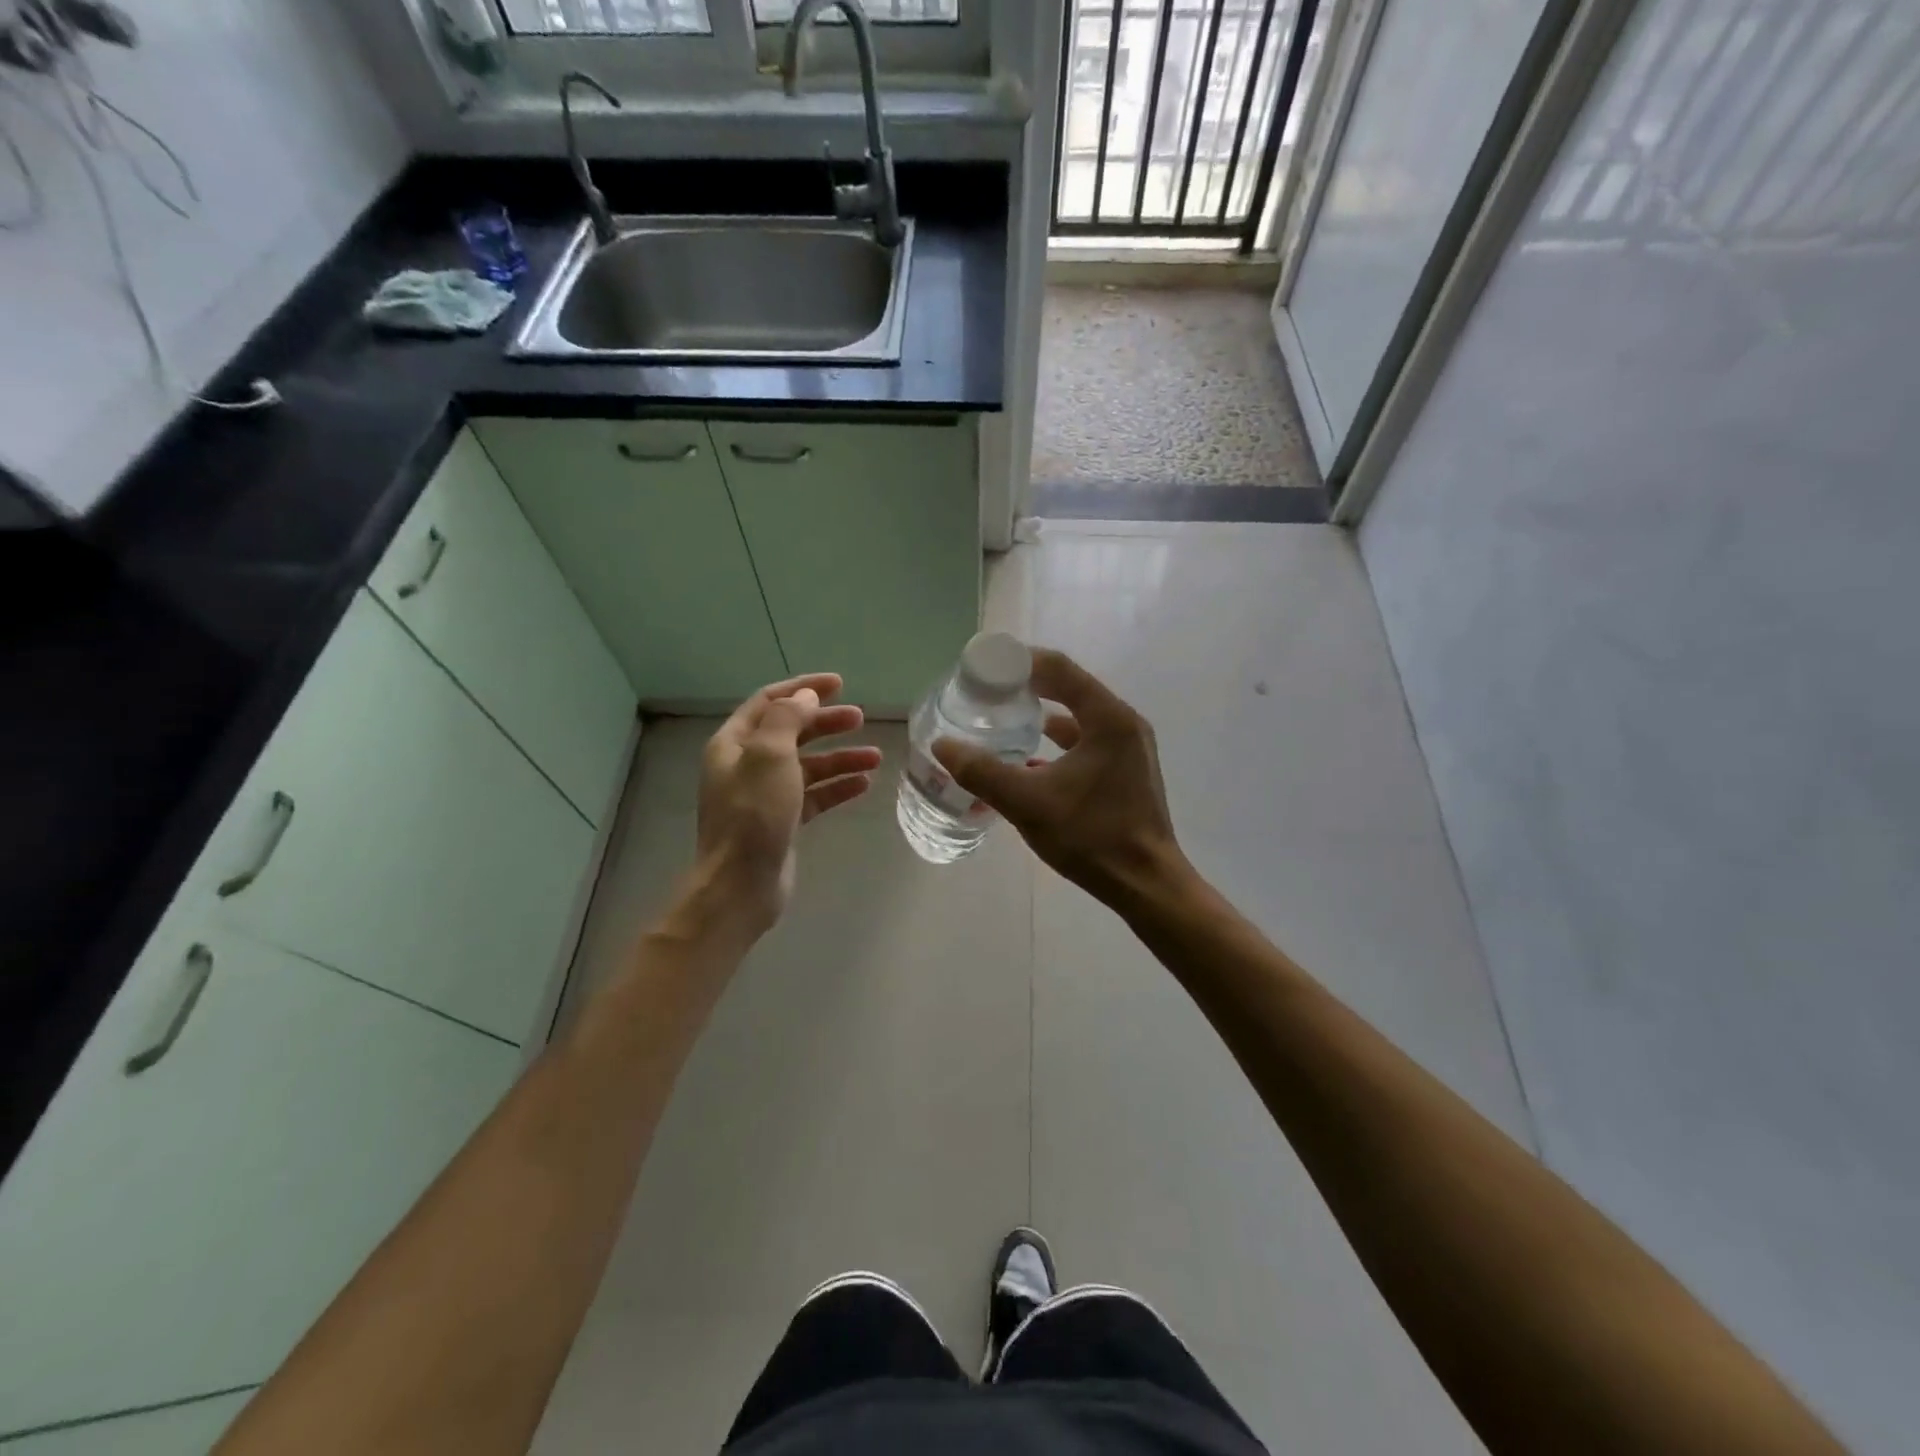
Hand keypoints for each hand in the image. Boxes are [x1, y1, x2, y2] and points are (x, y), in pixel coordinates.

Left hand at [687, 673, 881, 938]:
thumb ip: (788, 719)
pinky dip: (837, 788)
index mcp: (734, 743)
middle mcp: (746, 764)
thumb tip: (805, 697)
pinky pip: (814, 795)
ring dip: (840, 758)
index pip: (770, 701)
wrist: (740, 885)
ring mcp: (764, 795)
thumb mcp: (770, 756)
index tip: (839, 683)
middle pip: (792, 732)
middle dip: (826, 723)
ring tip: (875, 757)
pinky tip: (864, 785)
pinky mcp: (782, 821)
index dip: (803, 688)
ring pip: (808, 766)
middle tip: (861, 718)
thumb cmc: (753, 814)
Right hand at [932, 649, 1186, 909]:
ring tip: (1003, 719)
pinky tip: (1028, 759)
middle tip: (987, 691)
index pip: (1059, 668)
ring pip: (1078, 716)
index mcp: (1108, 718)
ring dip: (1041, 713)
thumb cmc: (1092, 836)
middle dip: (1026, 685)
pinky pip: (1086, 741)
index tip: (984, 667)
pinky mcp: (1127, 770)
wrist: (1146, 884)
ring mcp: (1129, 747)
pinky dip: (1057, 741)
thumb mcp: (1028, 803)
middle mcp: (1123, 723)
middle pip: (1069, 687)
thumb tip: (942, 745)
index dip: (1019, 661)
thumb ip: (982, 772)